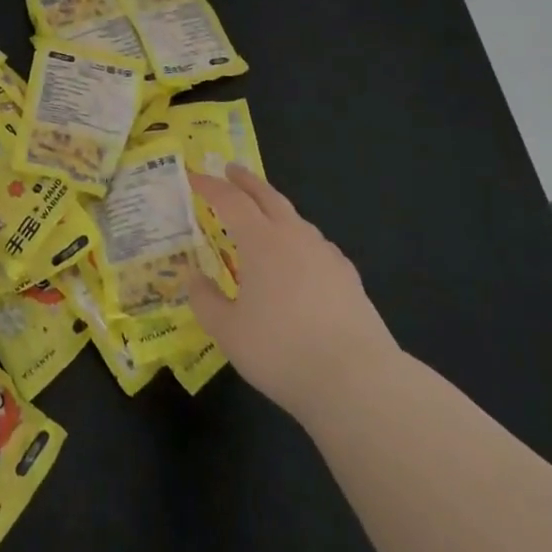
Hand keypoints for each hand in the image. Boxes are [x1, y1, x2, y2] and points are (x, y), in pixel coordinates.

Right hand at [188, 168, 399, 420]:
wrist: (359, 381)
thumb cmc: (282, 351)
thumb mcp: (228, 332)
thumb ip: (205, 301)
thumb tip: (195, 278)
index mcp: (261, 241)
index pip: (230, 200)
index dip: (209, 186)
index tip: (193, 176)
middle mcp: (294, 237)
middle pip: (267, 196)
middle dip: (246, 180)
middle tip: (230, 170)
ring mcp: (326, 255)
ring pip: (295, 219)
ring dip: (274, 209)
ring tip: (263, 217)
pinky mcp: (349, 278)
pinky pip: (317, 245)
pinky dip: (299, 239)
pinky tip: (300, 259)